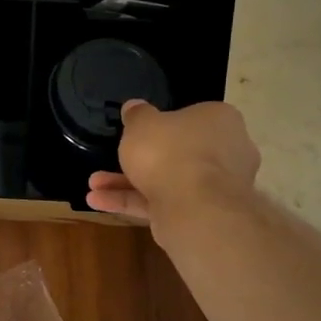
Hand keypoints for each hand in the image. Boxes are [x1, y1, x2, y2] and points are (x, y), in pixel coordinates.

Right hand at [86, 98, 261, 226]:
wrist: (193, 207)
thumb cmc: (169, 151)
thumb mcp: (142, 124)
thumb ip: (137, 115)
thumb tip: (134, 106)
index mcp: (220, 120)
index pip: (192, 118)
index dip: (162, 124)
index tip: (138, 132)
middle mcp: (226, 152)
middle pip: (178, 152)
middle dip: (138, 159)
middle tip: (113, 159)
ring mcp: (216, 187)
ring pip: (167, 180)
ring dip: (127, 184)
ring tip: (94, 186)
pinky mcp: (202, 214)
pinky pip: (163, 203)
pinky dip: (133, 202)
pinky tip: (99, 202)